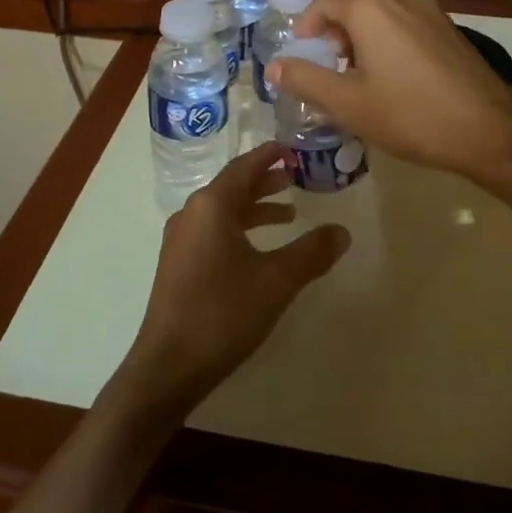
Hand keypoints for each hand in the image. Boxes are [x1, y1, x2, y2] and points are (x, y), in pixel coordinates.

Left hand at [117, 143, 349, 418]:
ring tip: (288, 214)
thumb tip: (342, 231)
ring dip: (254, 209)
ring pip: (222, 211)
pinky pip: (213, 231)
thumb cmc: (223, 312)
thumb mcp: (276, 281)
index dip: (268, 156)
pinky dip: (239, 229)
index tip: (290, 147)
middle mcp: (192, 214)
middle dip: (264, 182)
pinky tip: (258, 250)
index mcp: (211, 206)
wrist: (169, 364)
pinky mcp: (178, 264)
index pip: (244, 167)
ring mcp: (180, 240)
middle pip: (232, 186)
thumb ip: (311, 252)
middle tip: (295, 177)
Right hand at [271, 0, 511, 183]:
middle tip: (335, 51)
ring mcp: (429, 7)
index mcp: (370, 8)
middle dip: (338, 11)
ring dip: (364, 16)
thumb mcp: (348, 104)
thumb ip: (305, 80)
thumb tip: (274, 67)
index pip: (324, 0)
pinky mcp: (448, 24)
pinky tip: (393, 66)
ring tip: (361, 61)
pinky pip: (406, 9)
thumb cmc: (410, 115)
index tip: (304, 51)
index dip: (307, 24)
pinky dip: (389, 23)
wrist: (487, 129)